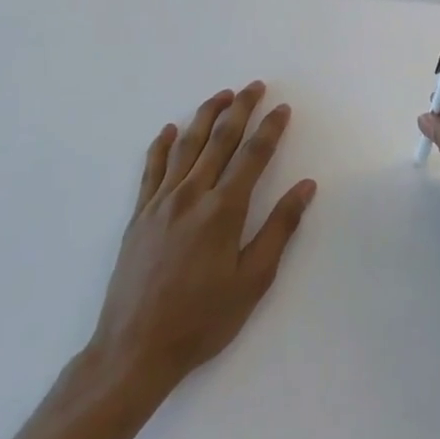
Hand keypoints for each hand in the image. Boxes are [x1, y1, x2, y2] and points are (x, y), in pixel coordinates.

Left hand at [85, 82, 315, 420]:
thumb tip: (305, 186)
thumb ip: (280, 228)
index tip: (282, 108)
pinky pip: (151, 169)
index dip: (270, 129)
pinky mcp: (139, 216)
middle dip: (241, 109)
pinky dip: (161, 145)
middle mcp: (192, 195)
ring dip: (205, 116)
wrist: (134, 350)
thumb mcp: (253, 280)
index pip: (253, 155)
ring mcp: (160, 203)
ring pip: (186, 146)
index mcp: (223, 210)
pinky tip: (168, 130)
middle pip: (220, 140)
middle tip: (255, 87)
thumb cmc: (202, 319)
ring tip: (221, 96)